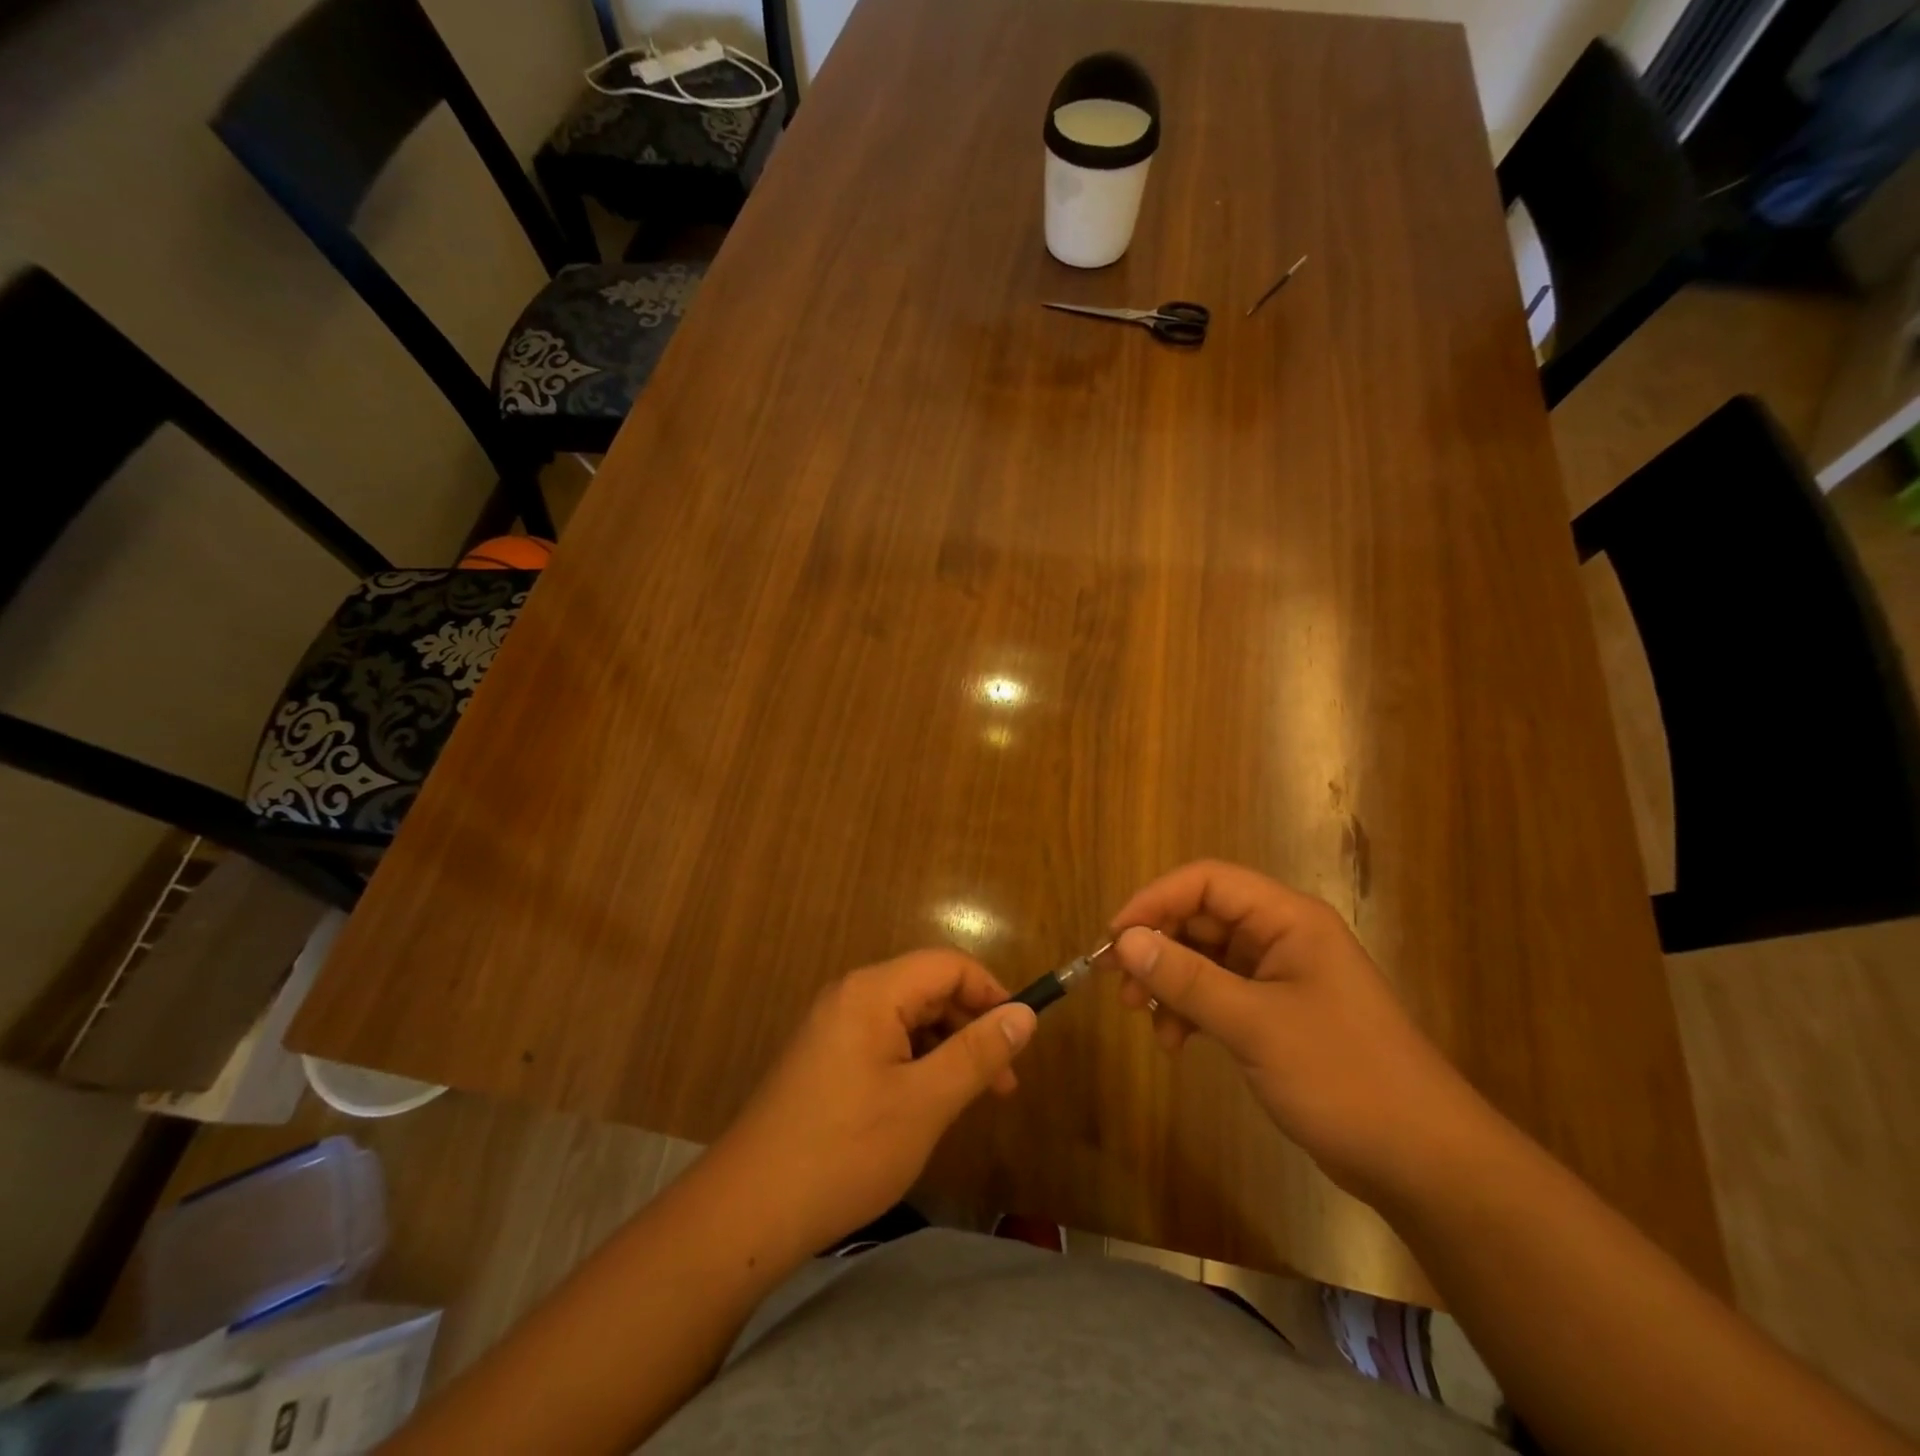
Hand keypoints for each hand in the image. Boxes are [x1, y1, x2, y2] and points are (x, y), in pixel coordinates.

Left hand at [712, 949, 1036, 1256]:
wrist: (748, 1210)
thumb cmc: (846, 1151)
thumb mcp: (925, 1103)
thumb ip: (978, 1053)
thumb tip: (1026, 1014)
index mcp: (872, 992)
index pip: (948, 965)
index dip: (991, 992)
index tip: (1021, 1038)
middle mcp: (850, 996)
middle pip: (927, 989)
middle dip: (971, 1026)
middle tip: (1004, 1083)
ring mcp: (832, 1027)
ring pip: (907, 1019)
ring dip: (946, 1049)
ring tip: (971, 1099)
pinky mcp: (823, 1059)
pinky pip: (883, 1042)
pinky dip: (916, 1064)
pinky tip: (927, 1105)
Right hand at [1110, 860, 1486, 1201]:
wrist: (1424, 1161)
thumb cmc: (1343, 1077)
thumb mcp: (1254, 1024)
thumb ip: (1187, 978)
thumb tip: (1125, 941)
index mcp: (1288, 919)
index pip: (1206, 882)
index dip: (1154, 901)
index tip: (1115, 938)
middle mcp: (1283, 936)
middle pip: (1202, 917)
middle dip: (1158, 946)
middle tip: (1122, 985)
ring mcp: (1282, 975)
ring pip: (1206, 957)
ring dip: (1171, 981)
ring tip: (1146, 1019)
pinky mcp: (1279, 1013)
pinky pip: (1221, 992)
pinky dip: (1192, 1009)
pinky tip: (1177, 1042)